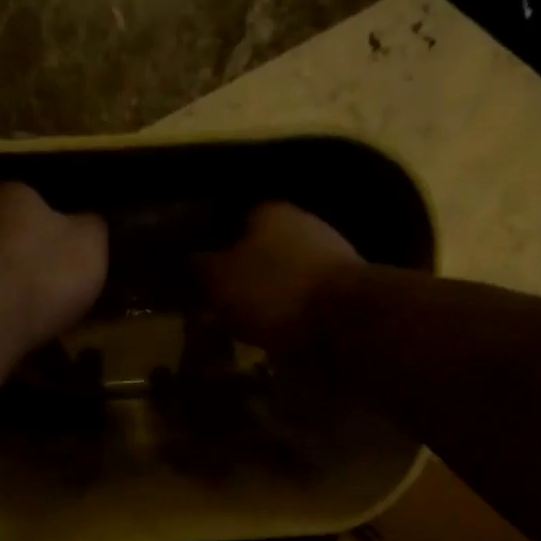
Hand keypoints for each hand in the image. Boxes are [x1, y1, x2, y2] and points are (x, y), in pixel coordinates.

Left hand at [0, 181, 107, 344]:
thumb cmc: (47, 270)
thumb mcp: (91, 242)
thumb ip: (92, 227)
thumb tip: (87, 223)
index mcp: (14, 193)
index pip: (39, 201)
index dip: (61, 228)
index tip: (75, 254)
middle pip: (15, 235)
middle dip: (34, 256)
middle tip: (61, 284)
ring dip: (16, 284)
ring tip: (43, 311)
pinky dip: (2, 307)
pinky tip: (21, 325)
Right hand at [198, 202, 362, 350]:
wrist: (347, 319)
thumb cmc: (274, 291)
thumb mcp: (220, 280)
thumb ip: (202, 267)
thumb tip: (192, 260)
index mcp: (269, 210)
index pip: (234, 218)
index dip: (217, 245)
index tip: (205, 273)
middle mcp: (303, 221)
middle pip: (264, 245)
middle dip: (247, 270)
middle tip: (226, 300)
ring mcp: (331, 252)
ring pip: (288, 270)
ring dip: (272, 292)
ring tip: (252, 321)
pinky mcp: (348, 285)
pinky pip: (309, 294)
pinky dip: (295, 310)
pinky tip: (282, 330)